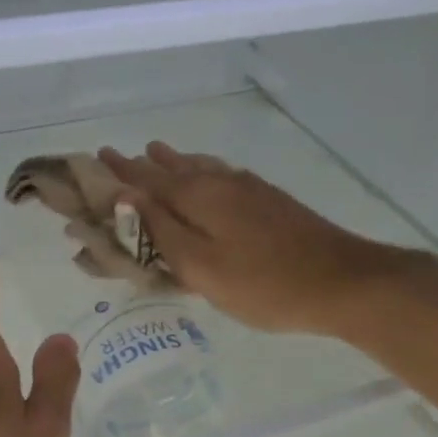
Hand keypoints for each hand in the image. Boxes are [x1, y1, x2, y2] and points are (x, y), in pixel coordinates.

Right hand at [98, 143, 417, 337]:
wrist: (343, 281)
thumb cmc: (264, 284)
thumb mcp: (202, 266)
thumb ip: (161, 231)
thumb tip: (123, 197)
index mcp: (198, 195)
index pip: (145, 178)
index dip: (118, 171)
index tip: (94, 157)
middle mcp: (220, 181)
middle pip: (172, 168)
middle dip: (142, 165)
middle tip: (117, 157)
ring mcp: (249, 188)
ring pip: (200, 168)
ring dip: (173, 162)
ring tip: (156, 152)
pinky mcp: (269, 200)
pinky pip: (221, 175)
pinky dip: (201, 171)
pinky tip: (208, 173)